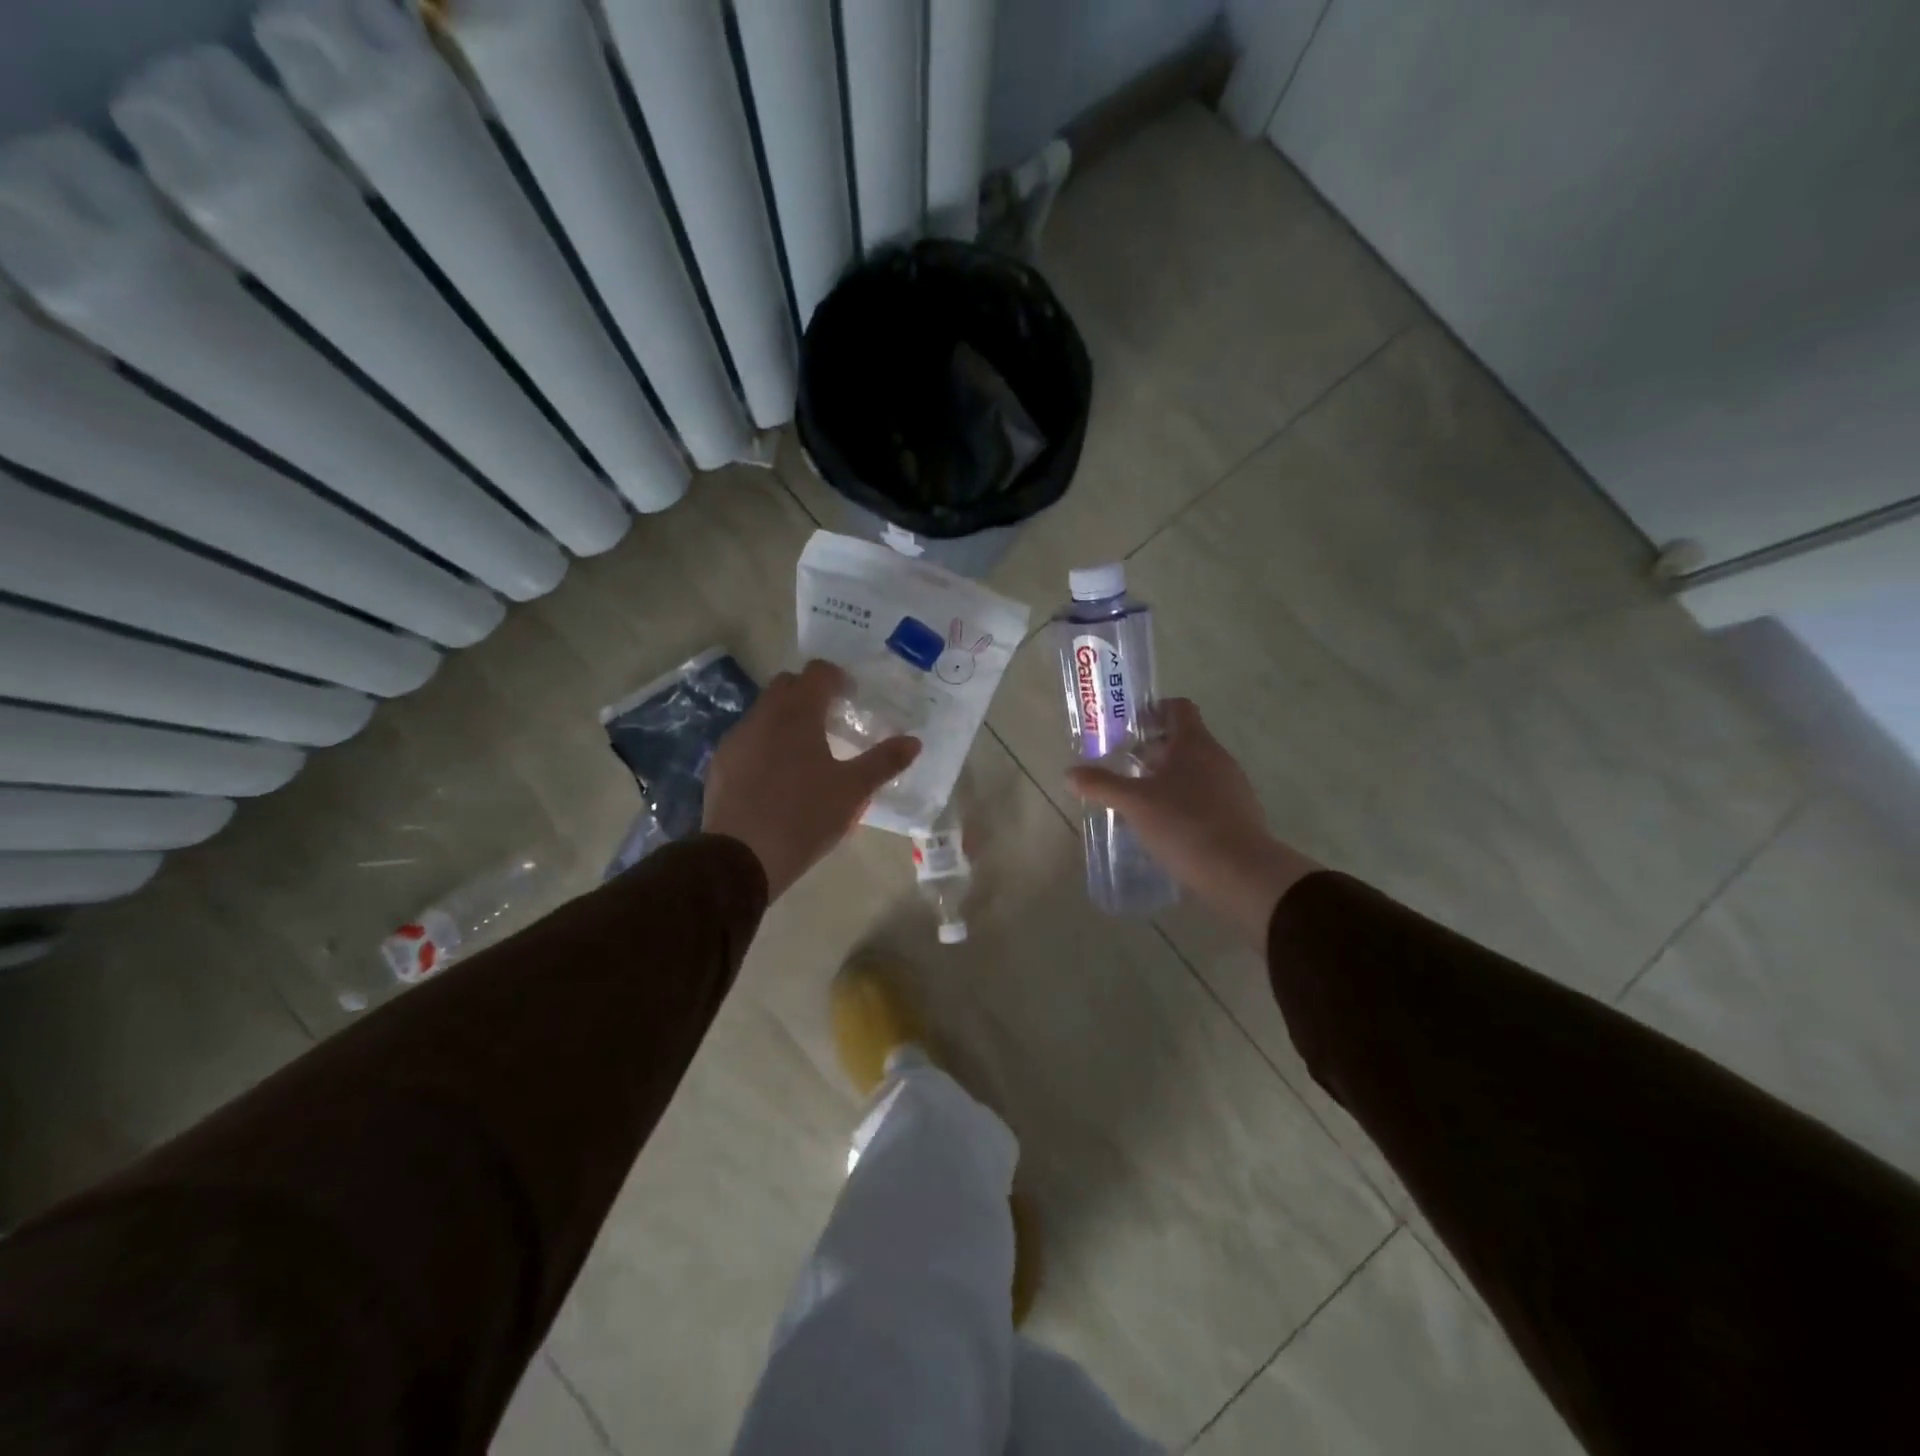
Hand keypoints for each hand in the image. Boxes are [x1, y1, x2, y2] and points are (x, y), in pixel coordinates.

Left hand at [703, 660, 919, 898]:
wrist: (739, 858)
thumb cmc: (803, 817)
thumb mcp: (852, 791)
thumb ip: (884, 762)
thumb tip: (914, 741)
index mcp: (797, 713)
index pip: (818, 672)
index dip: (838, 678)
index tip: (852, 697)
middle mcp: (763, 715)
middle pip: (787, 685)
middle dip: (809, 693)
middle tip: (832, 720)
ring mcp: (737, 738)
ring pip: (764, 711)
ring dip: (786, 718)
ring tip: (807, 751)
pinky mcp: (721, 763)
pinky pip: (748, 738)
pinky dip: (766, 742)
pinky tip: (778, 775)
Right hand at [1067, 699, 1319, 942]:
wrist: (1241, 872)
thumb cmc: (1185, 824)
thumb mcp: (1134, 804)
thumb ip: (1102, 785)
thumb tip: (1070, 773)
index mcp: (1194, 743)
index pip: (1177, 708)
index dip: (1153, 711)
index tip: (1129, 728)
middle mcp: (1217, 757)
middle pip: (1183, 740)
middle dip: (1152, 751)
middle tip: (1124, 767)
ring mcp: (1233, 786)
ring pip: (1195, 770)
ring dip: (1168, 779)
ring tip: (1140, 801)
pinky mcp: (1239, 814)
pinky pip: (1206, 797)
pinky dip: (1185, 802)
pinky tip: (1166, 827)